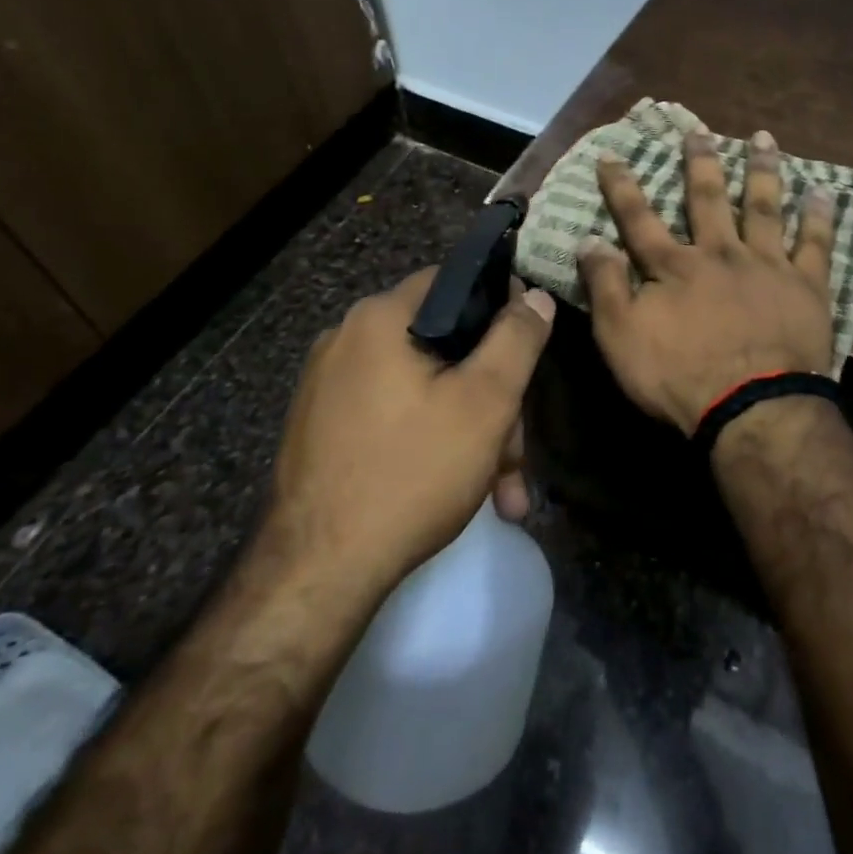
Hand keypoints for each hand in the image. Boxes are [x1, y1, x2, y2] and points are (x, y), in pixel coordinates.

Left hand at [261, 268, 554, 590]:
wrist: (317, 573)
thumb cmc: (412, 472)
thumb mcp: (485, 402)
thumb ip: (517, 339)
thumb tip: (534, 295)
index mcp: (380, 318)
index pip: (454, 280)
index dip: (501, 305)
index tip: (529, 345)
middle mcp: (347, 340)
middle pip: (443, 346)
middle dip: (492, 397)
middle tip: (516, 453)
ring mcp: (329, 387)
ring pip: (424, 389)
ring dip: (470, 431)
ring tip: (503, 491)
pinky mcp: (323, 428)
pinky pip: (394, 416)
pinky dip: (432, 443)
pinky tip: (464, 491)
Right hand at [579, 128, 835, 432]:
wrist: (753, 407)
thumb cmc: (680, 377)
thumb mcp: (621, 338)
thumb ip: (606, 286)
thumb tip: (589, 240)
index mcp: (674, 266)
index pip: (639, 218)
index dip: (622, 186)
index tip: (612, 155)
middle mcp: (720, 253)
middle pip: (708, 199)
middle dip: (700, 163)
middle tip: (699, 130)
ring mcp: (767, 265)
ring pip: (764, 207)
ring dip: (762, 171)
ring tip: (764, 138)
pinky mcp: (806, 285)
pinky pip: (815, 243)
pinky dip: (819, 217)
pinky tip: (821, 191)